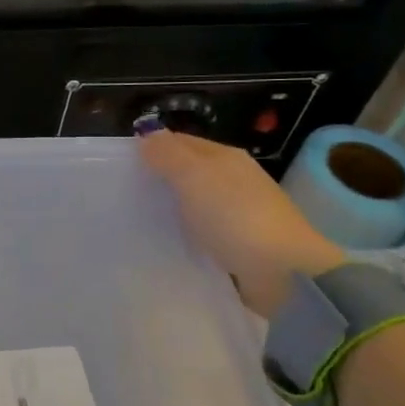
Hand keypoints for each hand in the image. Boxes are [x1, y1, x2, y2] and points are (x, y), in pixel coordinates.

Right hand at [138, 128, 342, 318]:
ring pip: (195, 199)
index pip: (181, 141)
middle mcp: (234, 178)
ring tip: (140, 216)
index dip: (152, 147)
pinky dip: (186, 228)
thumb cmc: (235, 216)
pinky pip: (204, 227)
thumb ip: (168, 154)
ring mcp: (240, 210)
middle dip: (159, 176)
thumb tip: (146, 134)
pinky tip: (170, 237)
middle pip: (188, 170)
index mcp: (225, 156)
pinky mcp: (241, 240)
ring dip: (172, 204)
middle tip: (124, 191)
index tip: (121, 163)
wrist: (283, 270)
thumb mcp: (195, 177)